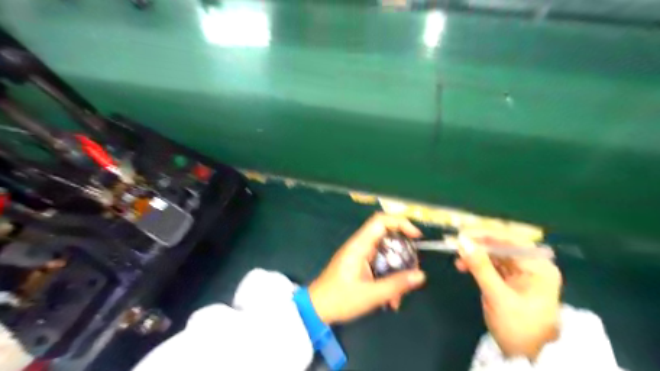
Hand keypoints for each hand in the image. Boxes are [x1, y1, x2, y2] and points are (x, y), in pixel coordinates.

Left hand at [311, 213, 427, 322]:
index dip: (400, 223)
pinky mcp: (360, 265)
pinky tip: (390, 300)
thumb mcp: (370, 295)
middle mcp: (360, 246)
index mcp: (359, 246)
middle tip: (413, 271)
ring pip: (386, 254)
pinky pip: (380, 265)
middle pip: (387, 238)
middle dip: (403, 254)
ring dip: (396, 272)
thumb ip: (396, 285)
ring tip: (399, 295)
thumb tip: (421, 275)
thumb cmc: (340, 299)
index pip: (380, 221)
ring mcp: (359, 255)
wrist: (316, 309)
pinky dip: (388, 278)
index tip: (416, 237)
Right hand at [454, 233, 561, 360]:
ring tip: (458, 261)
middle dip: (478, 246)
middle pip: (502, 246)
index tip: (462, 235)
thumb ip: (480, 266)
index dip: (485, 235)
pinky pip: (493, 265)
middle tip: (456, 246)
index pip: (510, 240)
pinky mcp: (512, 280)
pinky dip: (478, 264)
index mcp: (538, 267)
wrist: (528, 358)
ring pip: (495, 254)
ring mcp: (522, 273)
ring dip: (476, 255)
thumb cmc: (518, 328)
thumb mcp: (497, 296)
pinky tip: (465, 266)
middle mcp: (533, 265)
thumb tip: (462, 240)